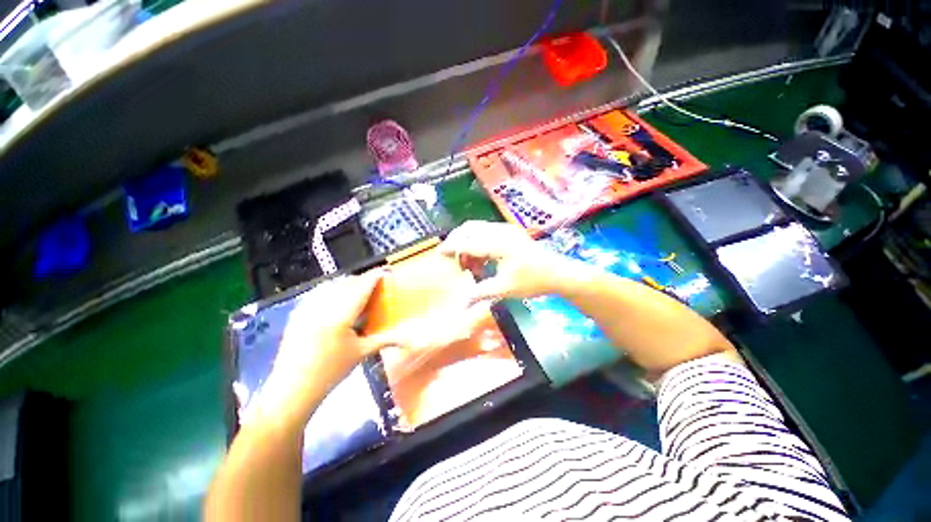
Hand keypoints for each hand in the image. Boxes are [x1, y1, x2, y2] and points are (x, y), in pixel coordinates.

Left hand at [251, 270, 395, 425]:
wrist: (291, 389)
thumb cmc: (330, 372)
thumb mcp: (361, 354)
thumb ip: (385, 340)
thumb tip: (409, 340)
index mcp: (340, 316)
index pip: (361, 288)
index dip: (374, 277)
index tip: (384, 271)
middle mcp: (322, 307)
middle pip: (346, 282)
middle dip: (362, 279)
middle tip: (374, 285)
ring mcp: (306, 308)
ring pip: (330, 284)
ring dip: (346, 283)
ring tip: (356, 290)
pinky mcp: (297, 313)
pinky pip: (317, 292)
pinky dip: (330, 290)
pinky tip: (335, 299)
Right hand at [439, 221, 569, 303]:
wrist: (557, 272)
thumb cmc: (533, 281)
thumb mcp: (505, 289)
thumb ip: (480, 293)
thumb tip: (460, 304)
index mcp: (499, 245)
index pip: (468, 242)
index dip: (452, 247)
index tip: (440, 254)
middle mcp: (501, 232)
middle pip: (469, 228)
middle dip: (457, 241)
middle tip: (452, 258)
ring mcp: (506, 229)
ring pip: (477, 229)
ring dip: (467, 242)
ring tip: (468, 264)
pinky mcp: (509, 232)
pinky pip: (486, 232)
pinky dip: (477, 242)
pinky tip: (480, 260)